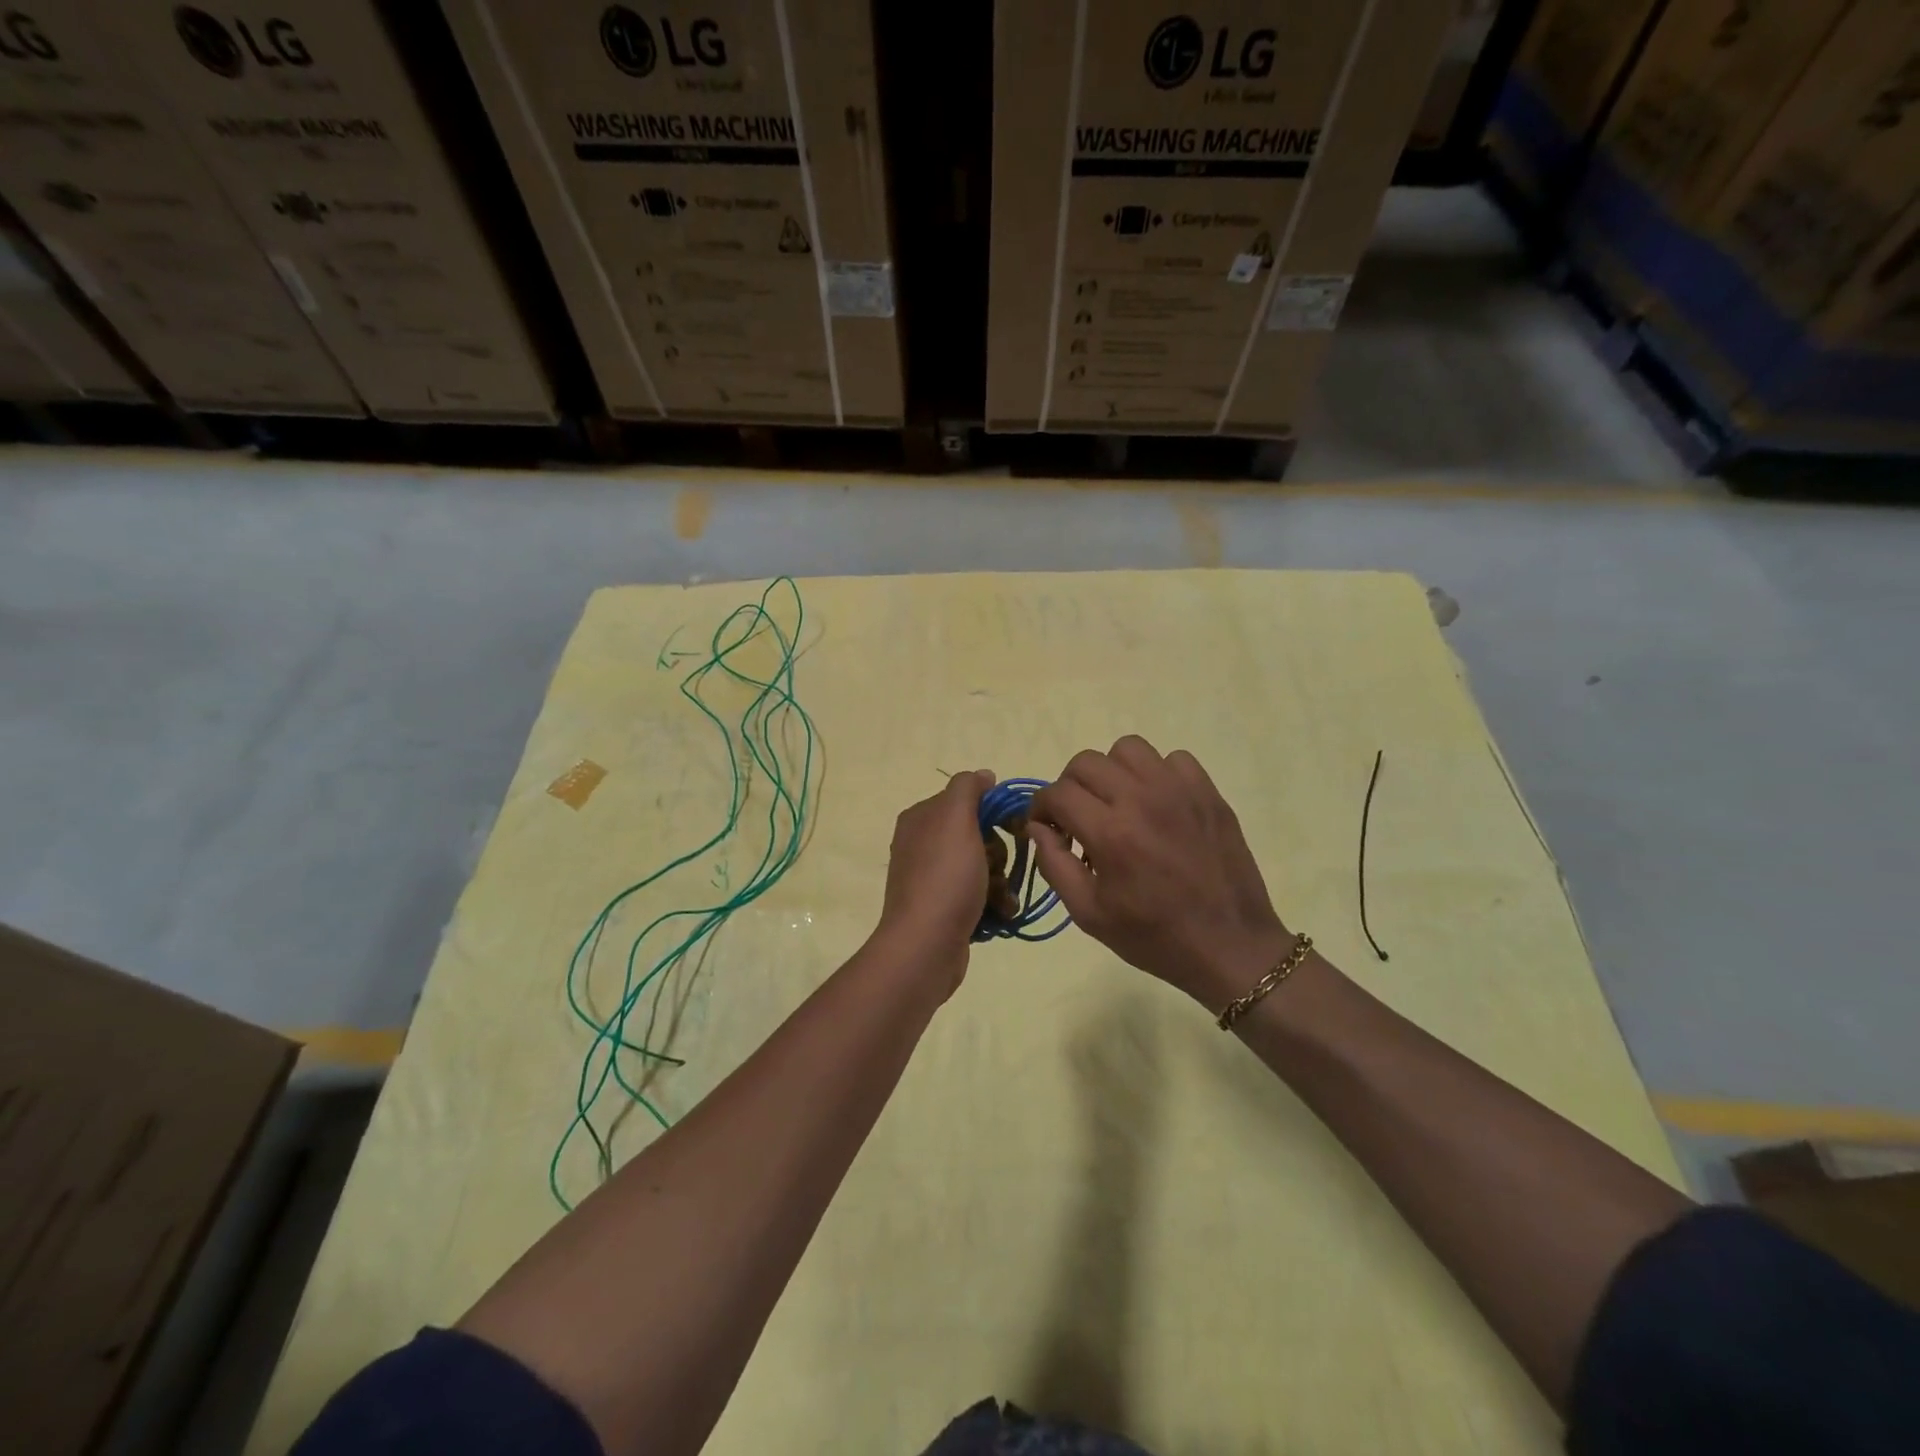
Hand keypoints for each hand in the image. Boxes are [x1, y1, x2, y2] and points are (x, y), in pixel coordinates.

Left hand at [875, 769, 994, 989]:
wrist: (926, 945)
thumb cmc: (944, 877)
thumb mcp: (956, 820)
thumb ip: (968, 789)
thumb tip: (983, 775)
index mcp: (921, 818)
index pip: (967, 799)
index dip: (996, 810)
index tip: (1017, 826)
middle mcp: (923, 844)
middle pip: (979, 834)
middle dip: (999, 852)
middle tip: (998, 866)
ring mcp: (932, 878)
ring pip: (983, 866)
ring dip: (1001, 880)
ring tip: (1001, 898)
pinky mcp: (944, 908)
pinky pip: (979, 894)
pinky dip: (994, 902)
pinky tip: (1001, 913)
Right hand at [1029, 738, 1287, 1009]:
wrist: (1230, 946)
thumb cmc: (1154, 936)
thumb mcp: (1089, 915)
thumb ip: (1054, 865)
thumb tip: (1036, 827)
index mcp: (1110, 833)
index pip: (1057, 793)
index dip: (1041, 807)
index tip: (1046, 826)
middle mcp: (1142, 799)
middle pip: (1086, 762)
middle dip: (1070, 787)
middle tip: (1078, 817)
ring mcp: (1179, 790)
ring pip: (1128, 749)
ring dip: (1112, 772)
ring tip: (1118, 803)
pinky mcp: (1208, 792)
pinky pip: (1173, 759)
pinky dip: (1157, 774)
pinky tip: (1158, 805)